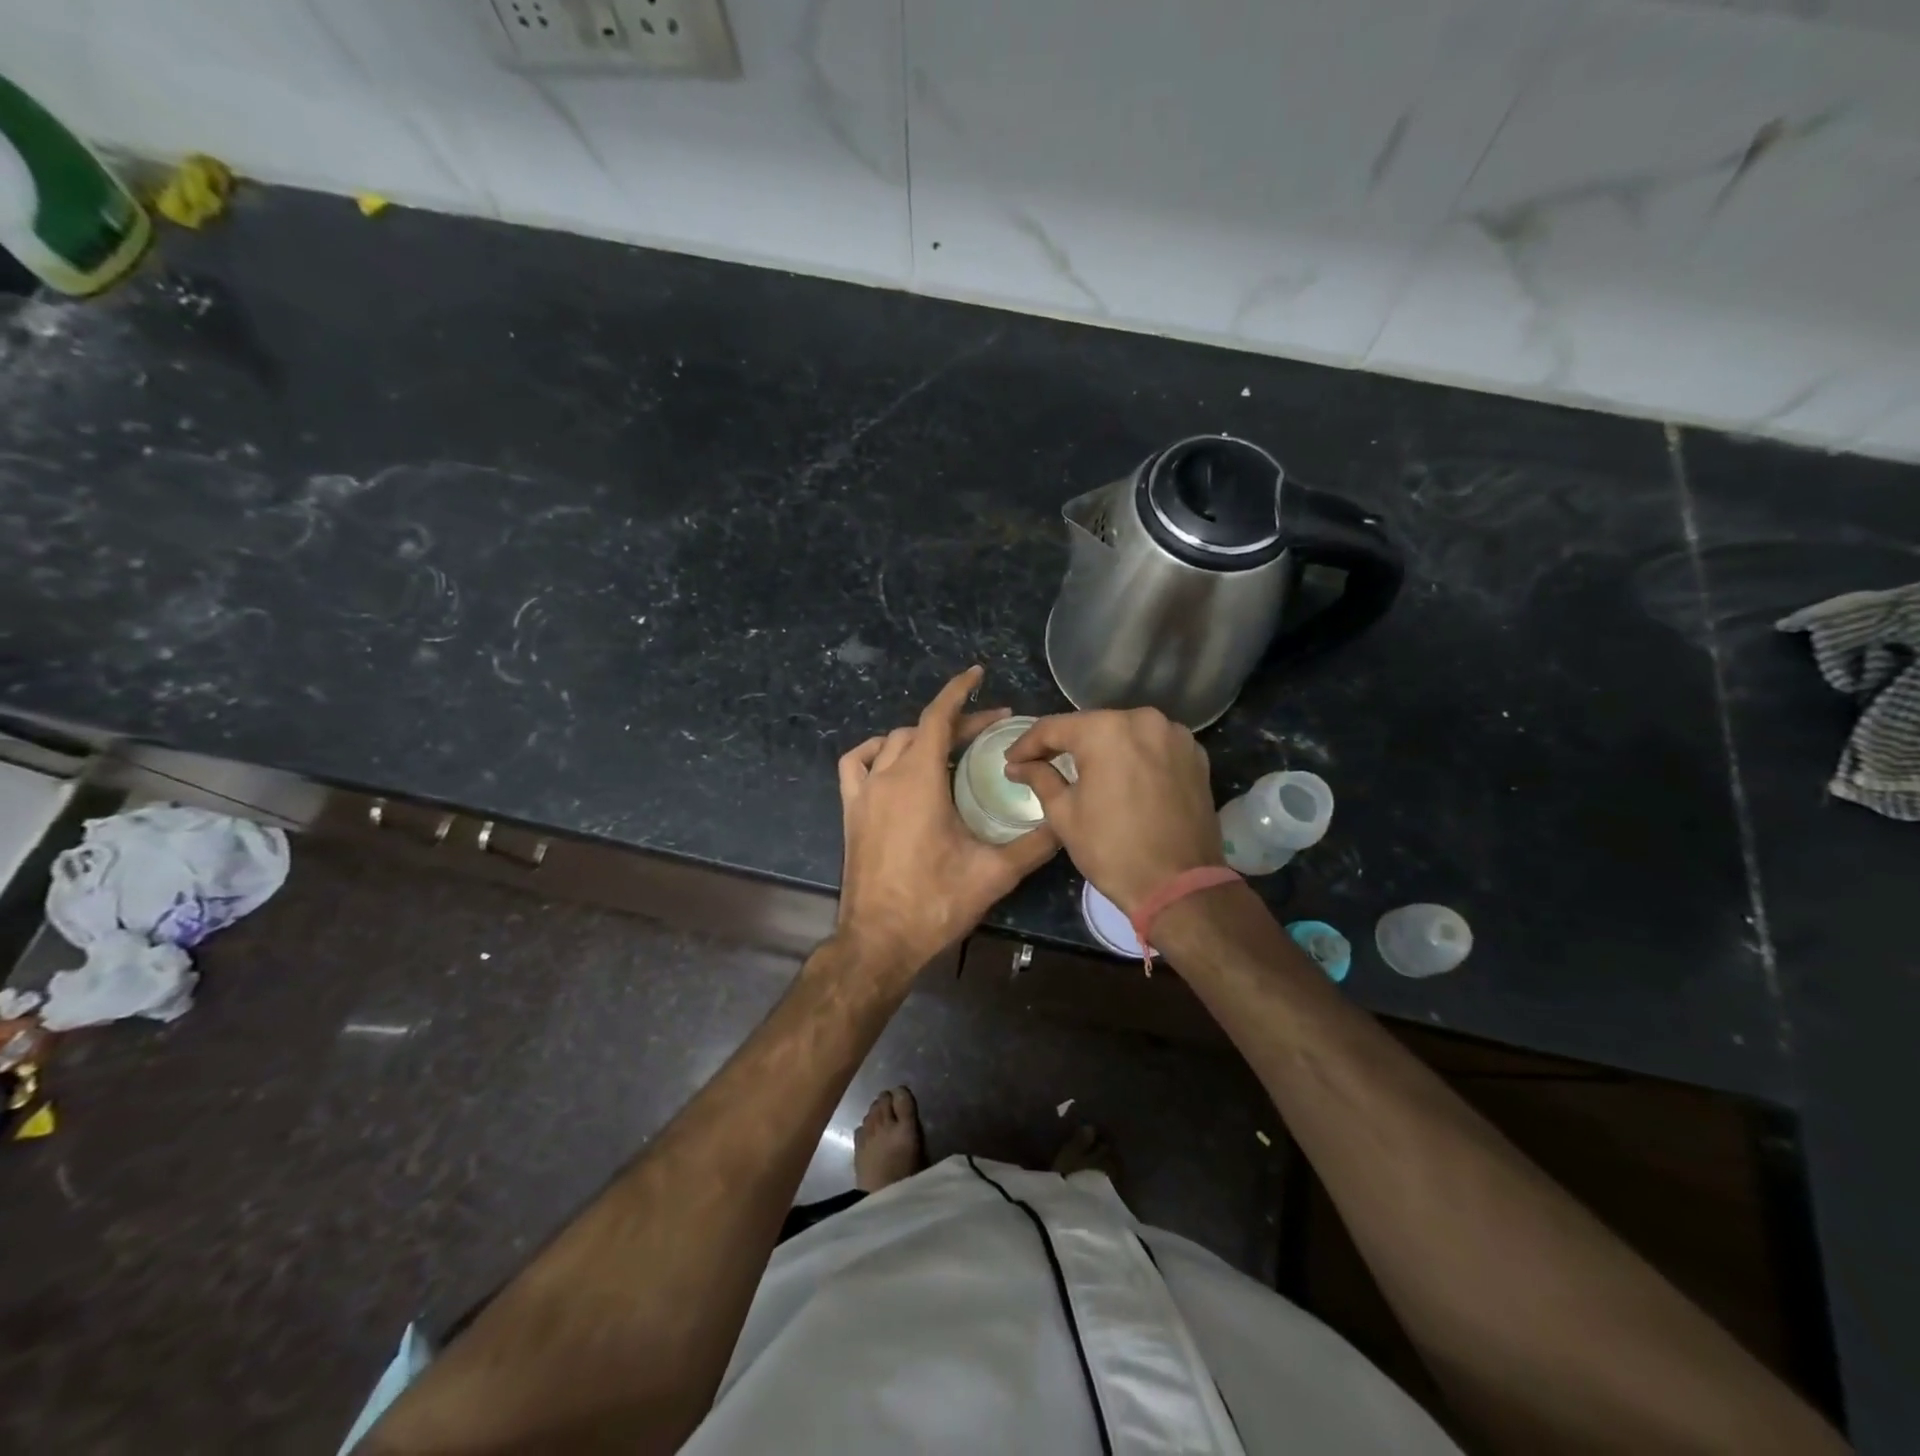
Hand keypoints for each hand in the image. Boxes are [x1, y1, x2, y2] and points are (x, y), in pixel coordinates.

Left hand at [836, 666, 1059, 974]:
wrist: (880, 941)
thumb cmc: (936, 903)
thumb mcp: (995, 873)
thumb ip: (1036, 843)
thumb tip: (1067, 820)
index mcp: (919, 780)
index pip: (939, 717)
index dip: (960, 691)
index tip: (978, 673)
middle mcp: (887, 776)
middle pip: (921, 729)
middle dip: (956, 722)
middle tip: (991, 730)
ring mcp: (863, 793)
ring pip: (890, 742)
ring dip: (920, 735)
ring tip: (949, 746)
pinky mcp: (851, 811)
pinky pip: (856, 764)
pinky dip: (874, 752)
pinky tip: (891, 761)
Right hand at [1003, 707, 1221, 914]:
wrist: (1179, 885)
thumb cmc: (1112, 849)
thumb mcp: (1064, 814)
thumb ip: (1040, 778)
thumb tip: (1017, 765)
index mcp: (1106, 730)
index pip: (1054, 728)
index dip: (1027, 744)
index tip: (1012, 760)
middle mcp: (1144, 720)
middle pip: (1092, 726)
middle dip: (1065, 744)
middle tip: (1041, 763)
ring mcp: (1175, 736)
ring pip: (1124, 733)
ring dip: (1101, 748)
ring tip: (1081, 770)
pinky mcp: (1195, 755)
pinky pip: (1152, 746)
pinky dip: (1133, 756)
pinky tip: (1120, 776)